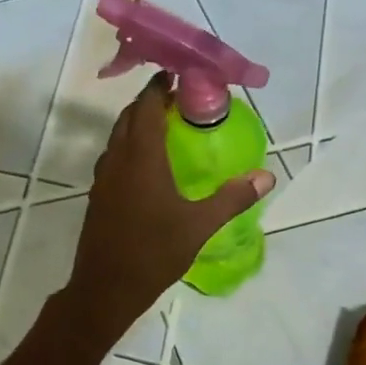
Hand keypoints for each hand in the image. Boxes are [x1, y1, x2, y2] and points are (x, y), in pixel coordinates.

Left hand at [67, 74, 274, 336]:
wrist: (106, 288)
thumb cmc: (154, 253)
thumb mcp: (199, 226)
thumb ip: (233, 198)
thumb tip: (266, 177)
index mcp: (141, 158)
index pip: (147, 107)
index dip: (160, 87)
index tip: (177, 76)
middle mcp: (117, 160)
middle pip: (129, 117)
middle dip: (150, 102)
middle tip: (178, 100)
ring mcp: (103, 179)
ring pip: (118, 138)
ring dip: (138, 125)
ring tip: (166, 128)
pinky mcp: (99, 196)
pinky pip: (114, 158)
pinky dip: (131, 147)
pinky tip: (149, 167)